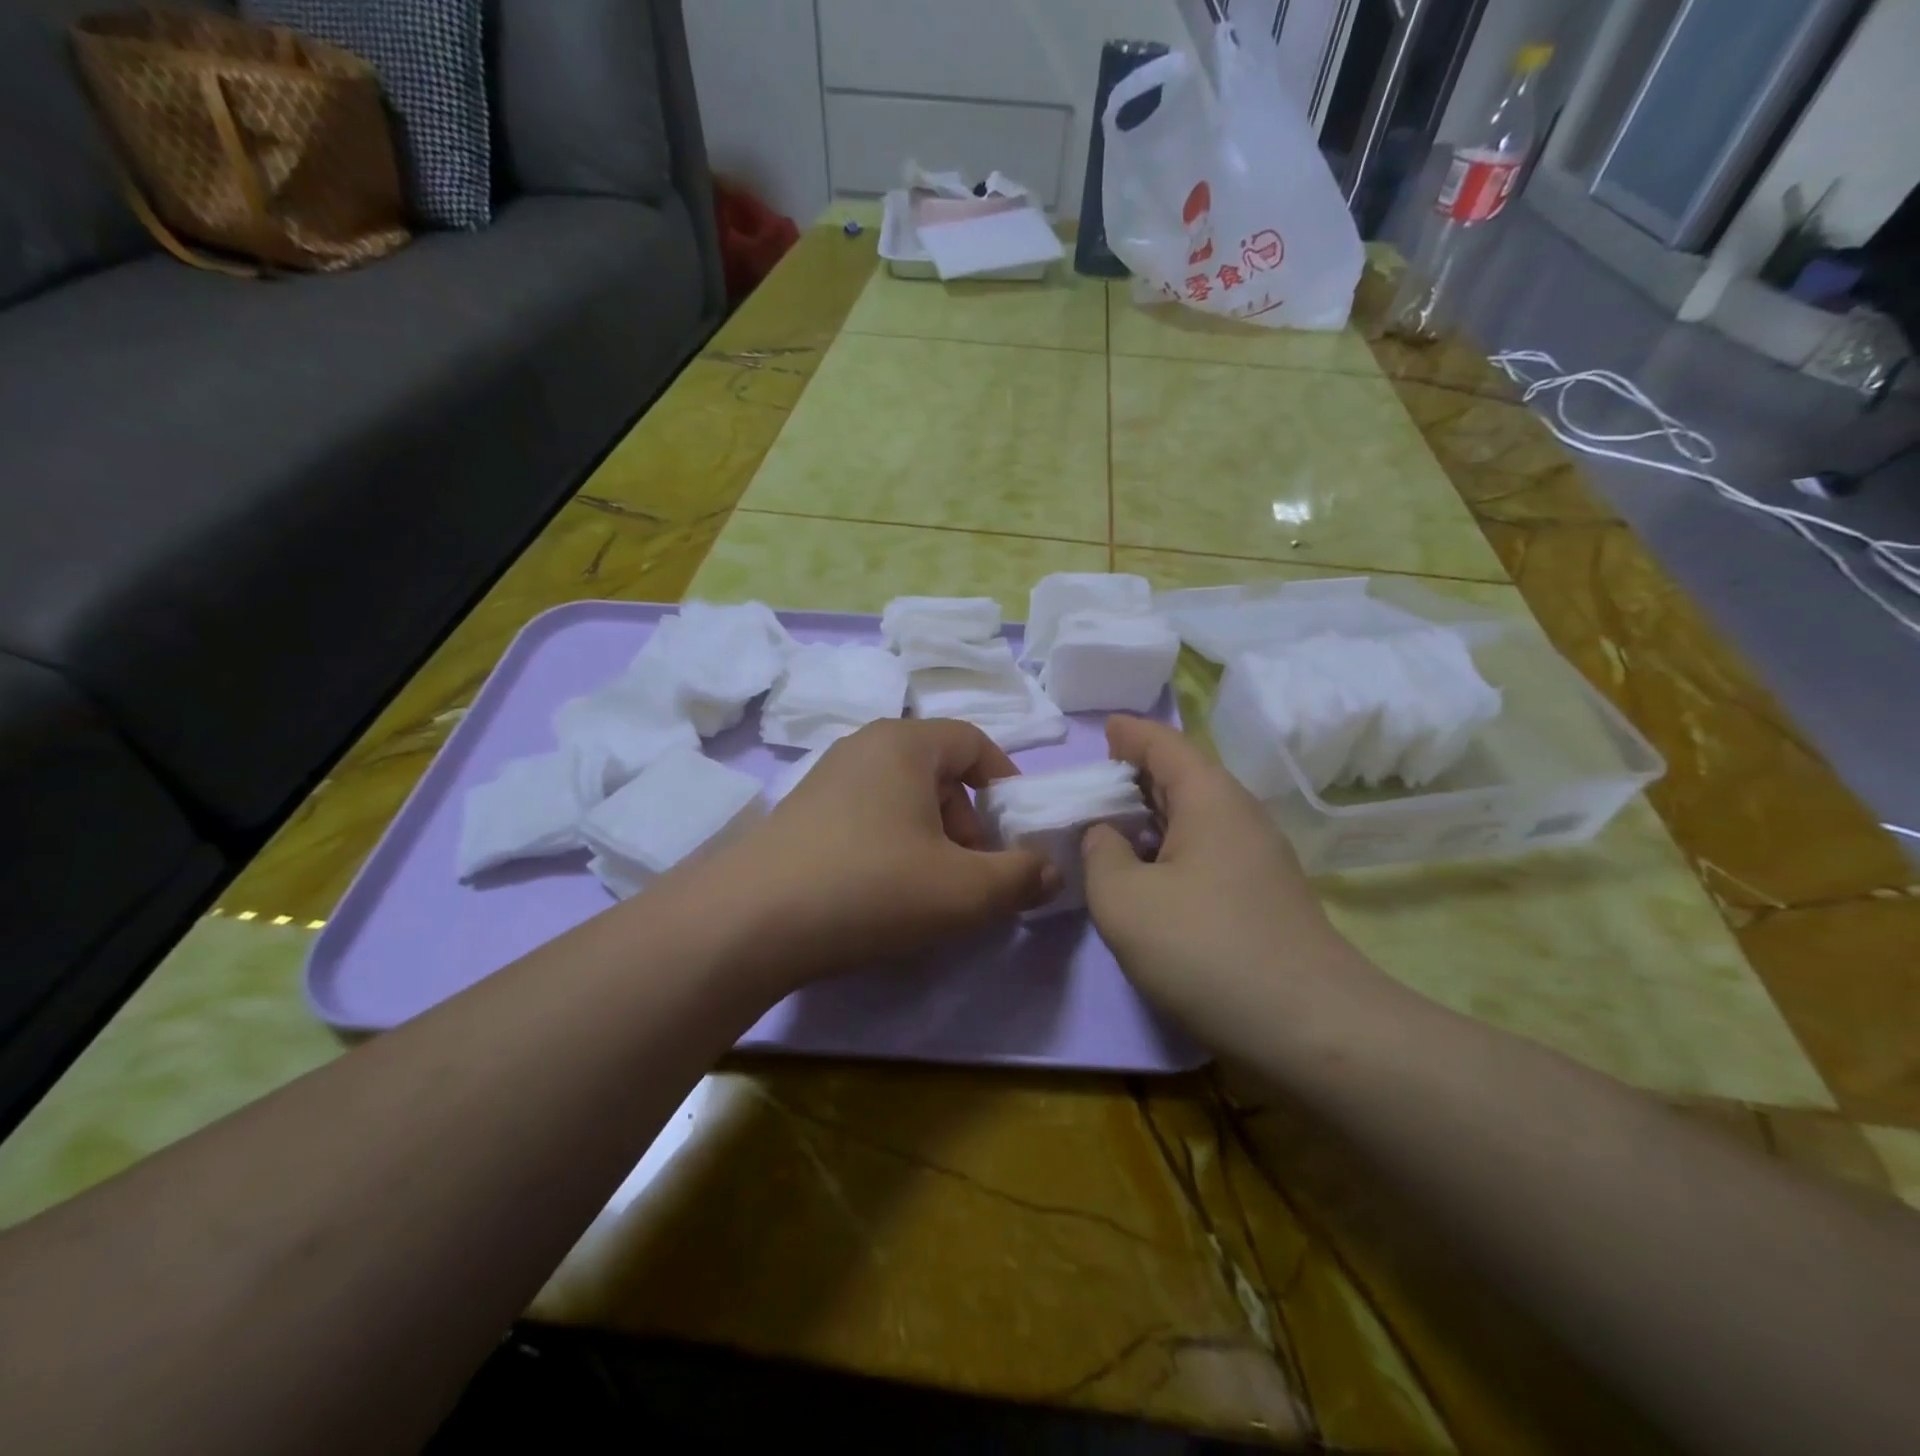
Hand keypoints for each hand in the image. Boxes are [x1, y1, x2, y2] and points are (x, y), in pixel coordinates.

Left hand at [710, 719, 1057, 987]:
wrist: (748, 922)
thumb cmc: (871, 887)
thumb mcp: (964, 890)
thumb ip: (1020, 877)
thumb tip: (1050, 871)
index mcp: (906, 743)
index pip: (973, 741)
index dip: (1006, 782)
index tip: (1016, 831)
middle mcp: (864, 746)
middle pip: (939, 773)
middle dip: (969, 823)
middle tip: (972, 874)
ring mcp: (826, 779)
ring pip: (902, 799)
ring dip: (931, 840)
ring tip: (930, 893)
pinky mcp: (800, 814)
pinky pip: (866, 818)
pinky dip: (891, 848)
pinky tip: (882, 896)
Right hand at [1082, 715, 1383, 1056]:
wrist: (1313, 1030)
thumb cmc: (1207, 948)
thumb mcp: (1124, 899)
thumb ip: (1101, 854)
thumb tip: (1106, 835)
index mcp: (1210, 798)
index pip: (1164, 744)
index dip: (1130, 733)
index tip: (1102, 730)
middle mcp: (1239, 817)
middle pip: (1182, 777)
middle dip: (1135, 775)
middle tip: (1090, 786)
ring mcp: (1256, 860)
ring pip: (1194, 819)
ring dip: (1151, 817)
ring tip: (1108, 830)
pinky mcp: (1261, 898)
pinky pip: (1204, 853)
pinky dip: (1168, 851)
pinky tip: (1145, 879)